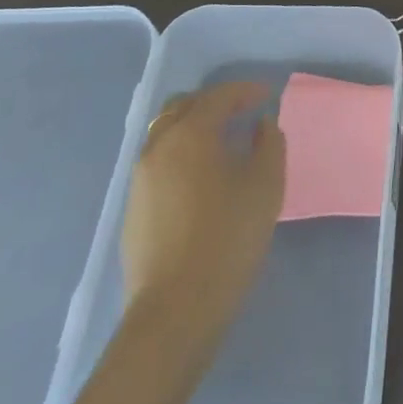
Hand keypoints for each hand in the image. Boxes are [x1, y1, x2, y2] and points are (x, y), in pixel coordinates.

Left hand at [121, 82, 285, 317]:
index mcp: (190, 134)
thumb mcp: (266, 184)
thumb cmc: (227, 237)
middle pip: (183, 107)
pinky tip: (202, 179)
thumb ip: (269, 143)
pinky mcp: (133, 211)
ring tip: (222, 145)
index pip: (219, 96)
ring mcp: (139, 181)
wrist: (174, 313)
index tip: (268, 96)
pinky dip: (181, 156)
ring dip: (194, 129)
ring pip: (165, 135)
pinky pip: (159, 164)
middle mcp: (158, 147)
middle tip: (241, 113)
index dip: (246, 91)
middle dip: (213, 103)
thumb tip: (261, 126)